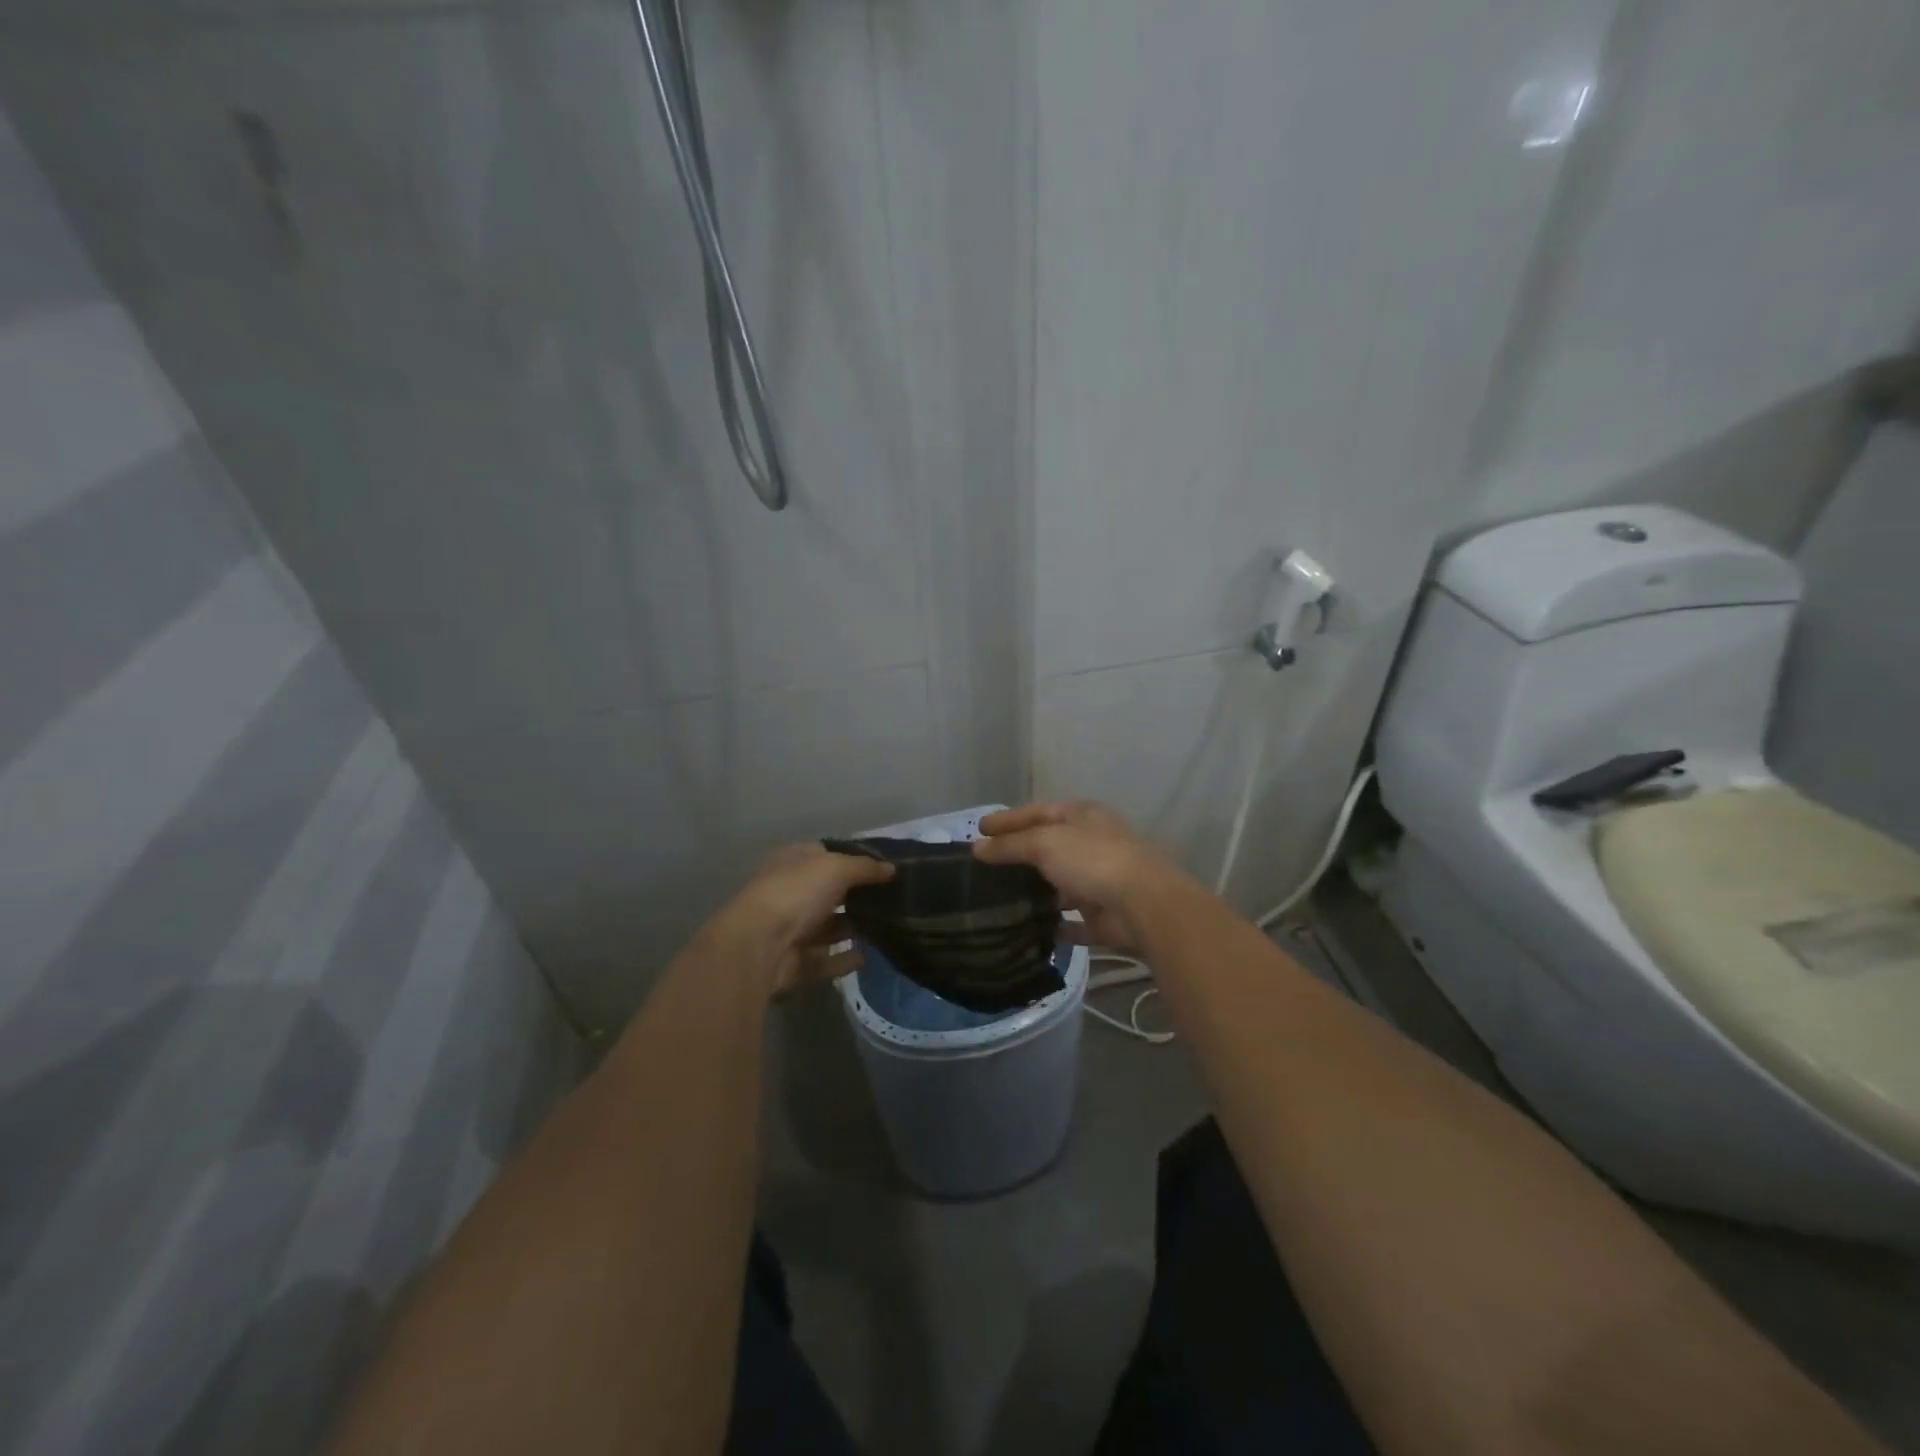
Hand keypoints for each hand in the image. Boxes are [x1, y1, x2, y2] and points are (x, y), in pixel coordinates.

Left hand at [707, 844, 893, 997]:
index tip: (882, 867)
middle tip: (891, 899)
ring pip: (827, 927)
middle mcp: (788, 893)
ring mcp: (788, 929)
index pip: (823, 854)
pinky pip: (824, 959)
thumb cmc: (795, 893)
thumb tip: (891, 868)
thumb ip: (865, 867)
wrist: (757, 946)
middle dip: (855, 896)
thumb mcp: (835, 868)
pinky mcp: (792, 962)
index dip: (851, 858)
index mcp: (791, 863)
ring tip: (885, 927)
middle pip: (827, 892)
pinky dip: (843, 959)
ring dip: (851, 928)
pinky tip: (866, 956)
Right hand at [973, 801, 1195, 955]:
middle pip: (1049, 847)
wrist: (1144, 905)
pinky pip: (1072, 922)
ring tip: (999, 901)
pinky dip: (1052, 926)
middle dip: (1019, 856)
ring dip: (1035, 893)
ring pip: (1060, 885)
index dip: (1008, 819)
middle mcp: (1093, 844)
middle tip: (985, 868)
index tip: (979, 829)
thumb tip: (978, 848)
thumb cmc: (1092, 859)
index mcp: (1083, 816)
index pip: (1038, 812)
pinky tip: (1027, 931)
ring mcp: (1100, 881)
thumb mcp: (1045, 842)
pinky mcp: (1104, 917)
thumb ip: (1010, 845)